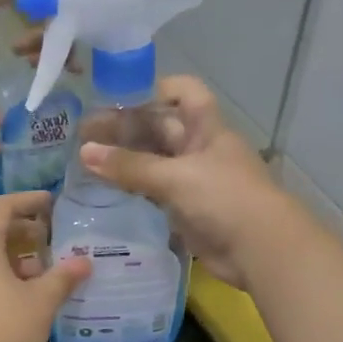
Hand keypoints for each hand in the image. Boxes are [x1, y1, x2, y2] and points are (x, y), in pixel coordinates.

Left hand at [0, 192, 89, 341]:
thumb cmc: (3, 330)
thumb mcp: (41, 302)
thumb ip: (63, 276)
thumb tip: (85, 261)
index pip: (2, 206)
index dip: (29, 200)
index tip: (53, 202)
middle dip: (22, 227)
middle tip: (52, 231)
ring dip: (12, 251)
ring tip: (44, 263)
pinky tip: (25, 289)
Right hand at [76, 77, 290, 290]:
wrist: (261, 251)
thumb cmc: (225, 199)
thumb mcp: (176, 177)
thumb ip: (130, 166)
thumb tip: (84, 152)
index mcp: (206, 127)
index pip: (182, 91)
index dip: (152, 90)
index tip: (115, 100)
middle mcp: (199, 148)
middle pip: (159, 128)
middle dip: (124, 128)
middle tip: (82, 137)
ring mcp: (193, 180)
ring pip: (154, 162)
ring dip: (125, 161)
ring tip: (85, 164)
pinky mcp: (187, 210)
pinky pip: (154, 192)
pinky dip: (132, 190)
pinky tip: (105, 192)